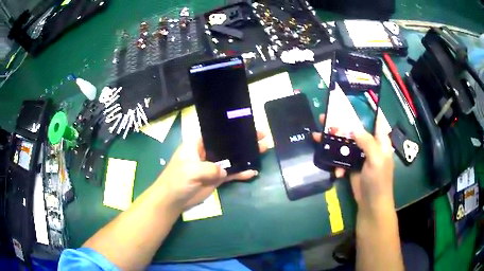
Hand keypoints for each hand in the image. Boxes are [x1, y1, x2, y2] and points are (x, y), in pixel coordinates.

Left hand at [157, 131, 268, 210]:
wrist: (173, 200)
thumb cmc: (176, 180)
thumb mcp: (191, 170)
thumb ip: (209, 168)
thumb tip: (224, 172)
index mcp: (197, 144)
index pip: (216, 132)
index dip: (231, 128)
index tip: (247, 125)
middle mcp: (207, 152)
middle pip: (228, 144)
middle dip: (244, 140)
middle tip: (262, 137)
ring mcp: (213, 166)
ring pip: (232, 158)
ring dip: (246, 155)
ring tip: (263, 150)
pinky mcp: (217, 178)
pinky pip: (232, 173)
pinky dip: (241, 173)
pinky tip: (253, 172)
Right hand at [312, 114, 393, 213]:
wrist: (371, 204)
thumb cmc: (378, 181)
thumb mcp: (376, 160)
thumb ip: (367, 142)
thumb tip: (354, 128)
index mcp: (380, 141)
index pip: (375, 119)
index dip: (366, 109)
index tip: (352, 100)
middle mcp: (370, 145)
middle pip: (355, 129)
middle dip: (341, 123)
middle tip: (326, 116)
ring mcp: (360, 156)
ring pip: (345, 143)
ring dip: (333, 141)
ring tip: (317, 136)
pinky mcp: (352, 166)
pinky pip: (341, 158)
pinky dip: (336, 164)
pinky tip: (336, 172)